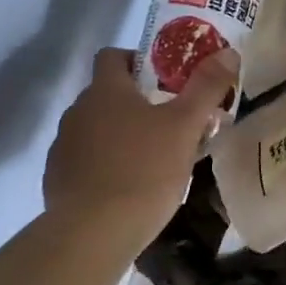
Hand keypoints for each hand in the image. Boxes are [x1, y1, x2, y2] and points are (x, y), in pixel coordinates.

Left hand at [43, 46, 237, 246]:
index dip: (138, 61)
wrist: (93, 233)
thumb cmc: (144, 171)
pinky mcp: (57, 180)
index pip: (113, 56)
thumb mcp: (185, 127)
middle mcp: (77, 111)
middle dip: (137, 104)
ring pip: (96, 130)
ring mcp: (63, 146)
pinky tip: (127, 189)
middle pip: (107, 95)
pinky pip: (85, 162)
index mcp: (105, 91)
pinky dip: (105, 167)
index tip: (165, 81)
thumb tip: (227, 51)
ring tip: (152, 161)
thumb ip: (206, 87)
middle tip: (171, 125)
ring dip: (120, 137)